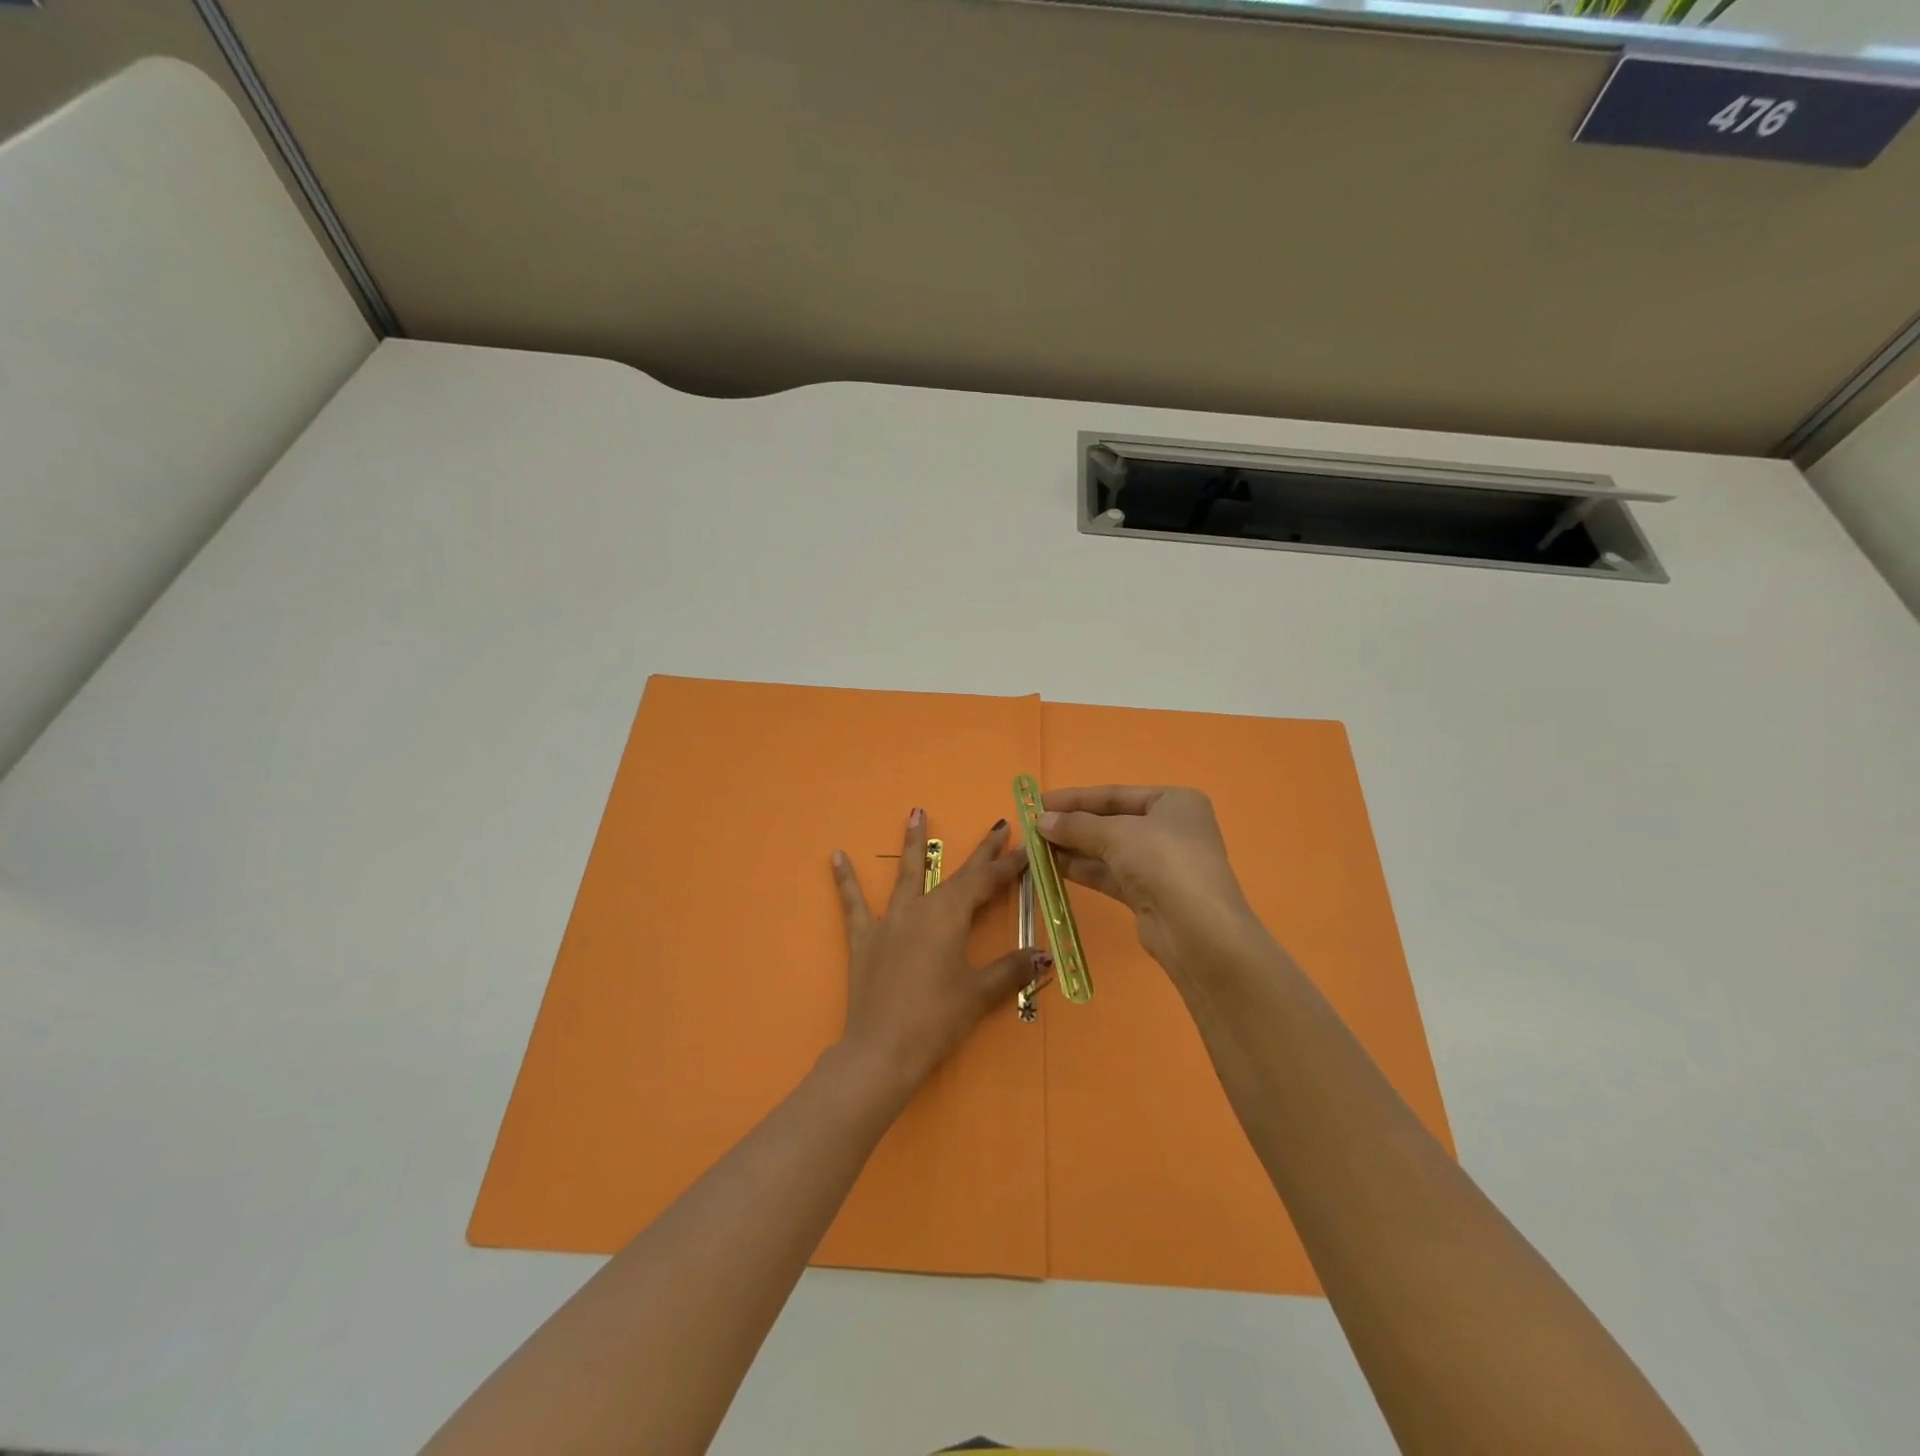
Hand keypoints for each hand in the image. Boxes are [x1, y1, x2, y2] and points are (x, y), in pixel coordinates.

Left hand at [831, 809, 1047, 1094]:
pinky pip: (854, 904)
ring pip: (905, 874)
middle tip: (998, 826)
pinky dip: (845, 880)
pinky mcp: (864, 939)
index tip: (1027, 848)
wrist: (881, 1049)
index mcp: (950, 915)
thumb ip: (1011, 969)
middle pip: (956, 874)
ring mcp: (889, 921)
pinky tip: (835, 856)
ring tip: (915, 812)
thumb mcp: (979, 993)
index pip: (986, 882)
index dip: (1008, 866)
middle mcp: (921, 908)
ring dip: (912, 844)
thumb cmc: (936, 1018)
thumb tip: (1043, 955)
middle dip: (980, 852)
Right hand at [1039, 786, 1260, 979]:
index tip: (1039, 801)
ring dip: (1073, 848)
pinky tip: (1053, 867)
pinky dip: (1083, 869)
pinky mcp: (1149, 894)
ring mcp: (1161, 864)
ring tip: (1035, 847)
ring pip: (1108, 850)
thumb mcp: (1117, 834)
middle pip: (1111, 822)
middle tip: (1033, 827)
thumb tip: (1041, 822)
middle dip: (1073, 825)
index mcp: (1175, 802)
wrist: (1197, 930)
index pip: (1116, 794)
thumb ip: (1076, 826)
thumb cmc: (1163, 862)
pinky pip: (1110, 874)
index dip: (1076, 798)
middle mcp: (1171, 829)